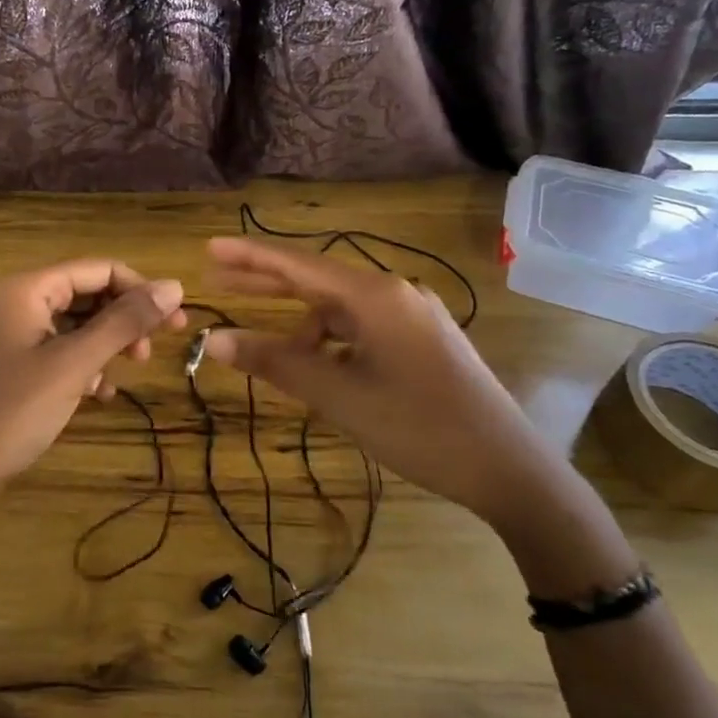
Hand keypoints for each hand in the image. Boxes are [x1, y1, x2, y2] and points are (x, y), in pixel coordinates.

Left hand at [0, 260, 186, 518]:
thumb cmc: (11, 412)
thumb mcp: (73, 365)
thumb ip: (123, 323)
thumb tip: (174, 285)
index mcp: (26, 290)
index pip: (97, 269)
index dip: (139, 289)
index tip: (174, 321)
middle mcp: (16, 304)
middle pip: (85, 295)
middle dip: (124, 318)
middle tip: (155, 350)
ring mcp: (9, 337)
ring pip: (73, 326)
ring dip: (105, 344)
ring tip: (129, 371)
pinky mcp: (8, 368)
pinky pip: (56, 352)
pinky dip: (82, 365)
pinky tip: (98, 392)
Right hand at [201, 237, 566, 525]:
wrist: (508, 468)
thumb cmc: (418, 426)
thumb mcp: (339, 395)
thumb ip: (277, 363)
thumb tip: (217, 340)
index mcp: (375, 296)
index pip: (298, 266)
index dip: (250, 256)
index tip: (210, 249)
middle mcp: (394, 294)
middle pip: (317, 281)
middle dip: (267, 282)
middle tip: (218, 279)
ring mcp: (413, 316)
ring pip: (340, 309)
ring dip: (299, 322)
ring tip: (266, 347)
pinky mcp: (423, 341)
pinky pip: (362, 329)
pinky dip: (330, 341)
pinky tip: (317, 365)